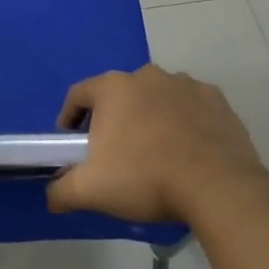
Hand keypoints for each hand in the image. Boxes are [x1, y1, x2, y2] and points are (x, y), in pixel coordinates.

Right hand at [47, 64, 268, 226]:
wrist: (217, 186)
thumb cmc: (145, 178)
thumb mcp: (91, 190)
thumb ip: (61, 190)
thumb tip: (52, 194)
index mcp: (113, 88)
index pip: (78, 94)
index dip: (69, 118)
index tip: (72, 144)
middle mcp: (147, 75)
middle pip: (119, 96)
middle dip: (113, 121)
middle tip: (114, 155)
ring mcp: (184, 83)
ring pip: (156, 99)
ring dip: (150, 118)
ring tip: (154, 155)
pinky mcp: (215, 98)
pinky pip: (189, 107)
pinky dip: (184, 122)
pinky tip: (187, 151)